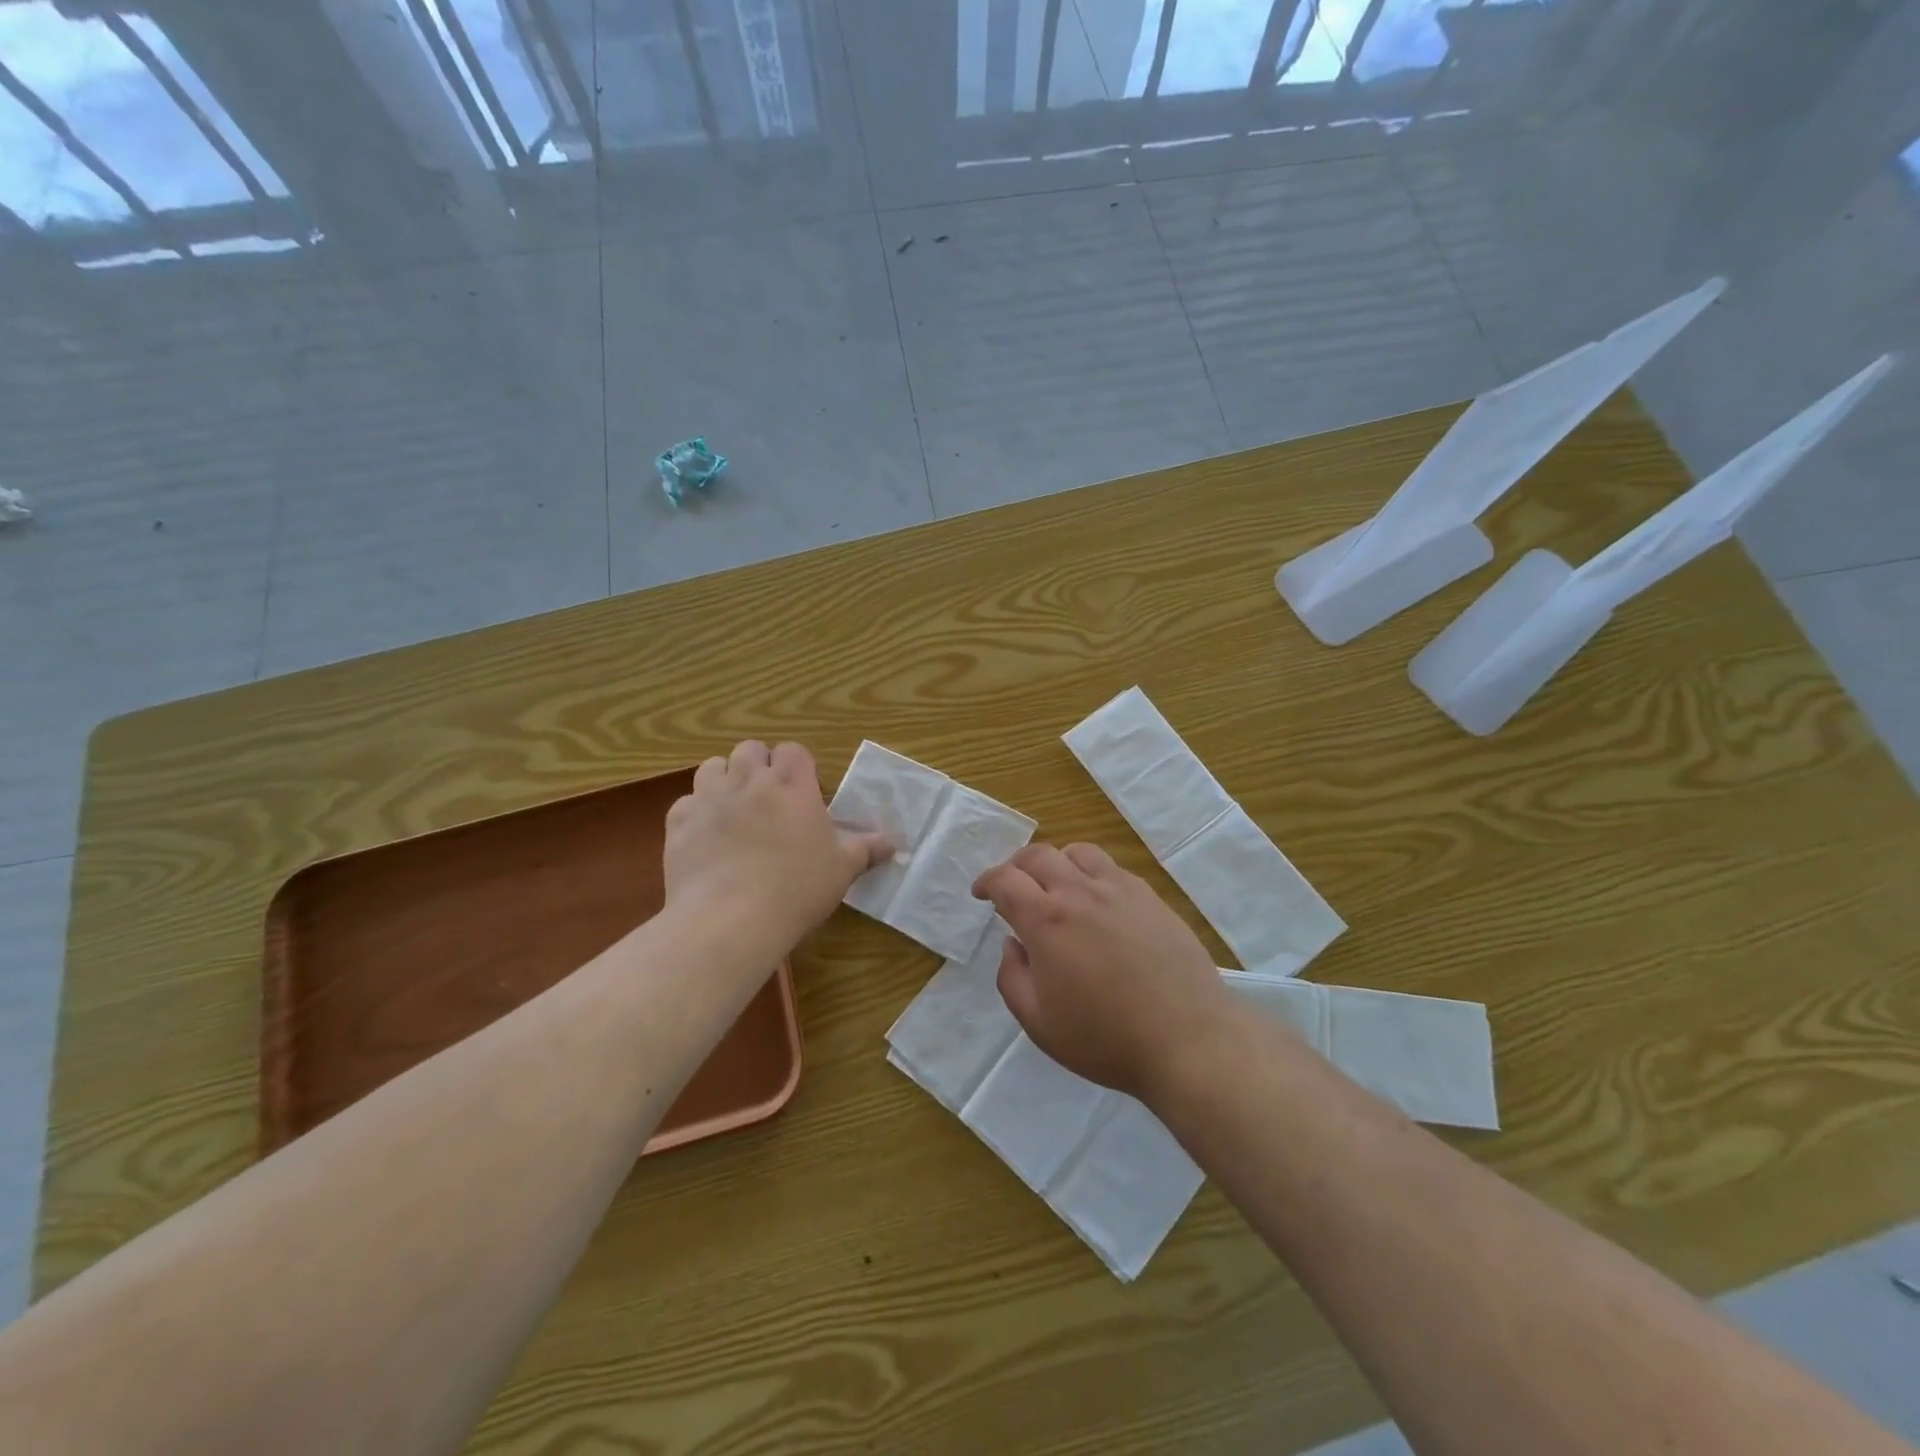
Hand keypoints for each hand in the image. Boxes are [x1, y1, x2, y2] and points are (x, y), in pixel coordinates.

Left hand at [664, 741, 892, 951]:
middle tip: (768, 798)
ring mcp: (709, 799)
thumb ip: (867, 849)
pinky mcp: (678, 823)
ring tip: (734, 808)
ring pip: (713, 766)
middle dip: (759, 765)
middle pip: (750, 750)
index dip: (797, 766)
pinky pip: (685, 803)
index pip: (793, 751)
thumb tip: (897, 842)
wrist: (730, 919)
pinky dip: (695, 813)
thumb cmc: (797, 890)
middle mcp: (749, 782)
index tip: (803, 791)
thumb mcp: (842, 870)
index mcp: (792, 786)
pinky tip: (705, 837)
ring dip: (724, 779)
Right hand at [972, 842, 1235, 1101]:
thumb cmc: (1106, 1038)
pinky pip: (1111, 868)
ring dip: (1056, 863)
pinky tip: (1097, 902)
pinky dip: (1091, 874)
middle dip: (1015, 865)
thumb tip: (1012, 944)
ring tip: (1055, 886)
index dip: (986, 882)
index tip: (981, 893)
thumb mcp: (1039, 1023)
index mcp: (1046, 920)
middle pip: (1038, 855)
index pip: (1005, 879)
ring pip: (1078, 852)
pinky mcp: (1150, 897)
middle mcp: (1080, 892)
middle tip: (1011, 886)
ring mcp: (1119, 889)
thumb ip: (1012, 978)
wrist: (1187, 1039)